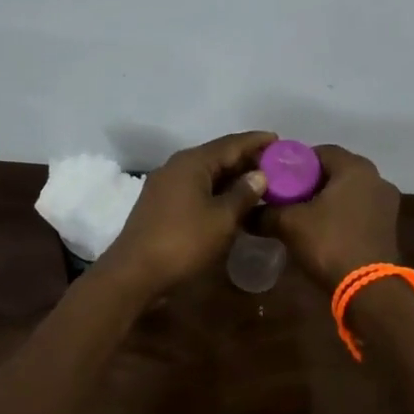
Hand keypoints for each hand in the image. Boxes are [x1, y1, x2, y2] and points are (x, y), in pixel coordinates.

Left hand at [94, 131, 276, 298]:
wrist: (134, 273)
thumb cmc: (183, 242)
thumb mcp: (222, 219)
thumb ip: (243, 194)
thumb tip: (259, 175)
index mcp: (192, 162)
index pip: (231, 144)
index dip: (256, 142)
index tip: (279, 139)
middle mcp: (177, 166)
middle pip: (217, 155)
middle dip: (246, 159)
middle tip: (275, 164)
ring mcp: (166, 185)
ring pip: (206, 173)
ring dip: (232, 176)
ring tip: (259, 182)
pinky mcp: (161, 203)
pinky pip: (196, 187)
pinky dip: (217, 190)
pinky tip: (232, 201)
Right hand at [260, 144, 401, 288]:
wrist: (368, 289)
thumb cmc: (330, 244)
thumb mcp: (290, 224)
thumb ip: (266, 213)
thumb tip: (245, 213)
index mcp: (355, 168)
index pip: (320, 152)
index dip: (295, 163)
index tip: (276, 178)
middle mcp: (376, 178)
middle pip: (335, 171)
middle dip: (310, 182)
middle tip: (285, 196)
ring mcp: (386, 203)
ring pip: (348, 191)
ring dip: (326, 199)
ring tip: (301, 214)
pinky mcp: (388, 225)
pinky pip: (358, 209)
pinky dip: (340, 213)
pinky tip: (322, 229)